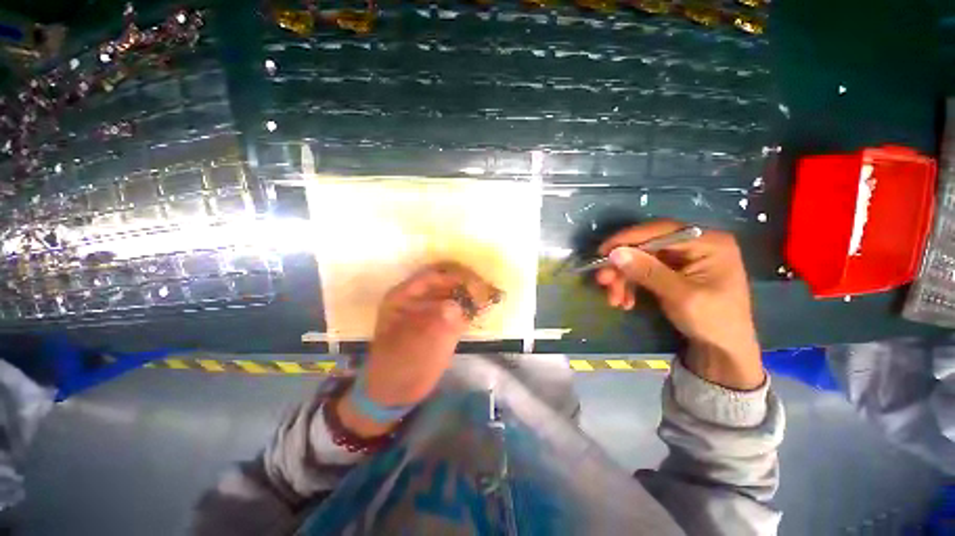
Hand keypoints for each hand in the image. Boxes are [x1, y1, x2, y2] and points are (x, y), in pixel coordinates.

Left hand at [336, 263, 496, 436]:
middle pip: (446, 281)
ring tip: (491, 297)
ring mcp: (429, 308)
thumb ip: (435, 326)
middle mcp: (417, 297)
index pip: (434, 277)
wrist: (395, 392)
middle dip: (467, 283)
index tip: (477, 285)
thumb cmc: (400, 369)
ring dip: (471, 293)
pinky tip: (483, 308)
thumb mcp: (415, 348)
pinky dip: (470, 306)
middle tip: (488, 291)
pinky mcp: (440, 320)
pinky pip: (458, 307)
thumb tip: (456, 307)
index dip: (456, 277)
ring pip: (454, 292)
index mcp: (404, 296)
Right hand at [595, 220, 763, 389]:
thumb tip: (615, 253)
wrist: (723, 350)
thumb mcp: (680, 296)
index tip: (602, 252)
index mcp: (708, 242)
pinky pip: (644, 271)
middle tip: (603, 281)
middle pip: (647, 246)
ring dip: (624, 279)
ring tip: (614, 299)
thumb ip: (648, 272)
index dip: (628, 239)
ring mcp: (683, 258)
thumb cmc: (712, 322)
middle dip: (623, 266)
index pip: (660, 231)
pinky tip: (625, 301)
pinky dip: (631, 285)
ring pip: (641, 260)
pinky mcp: (673, 271)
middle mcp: (695, 244)